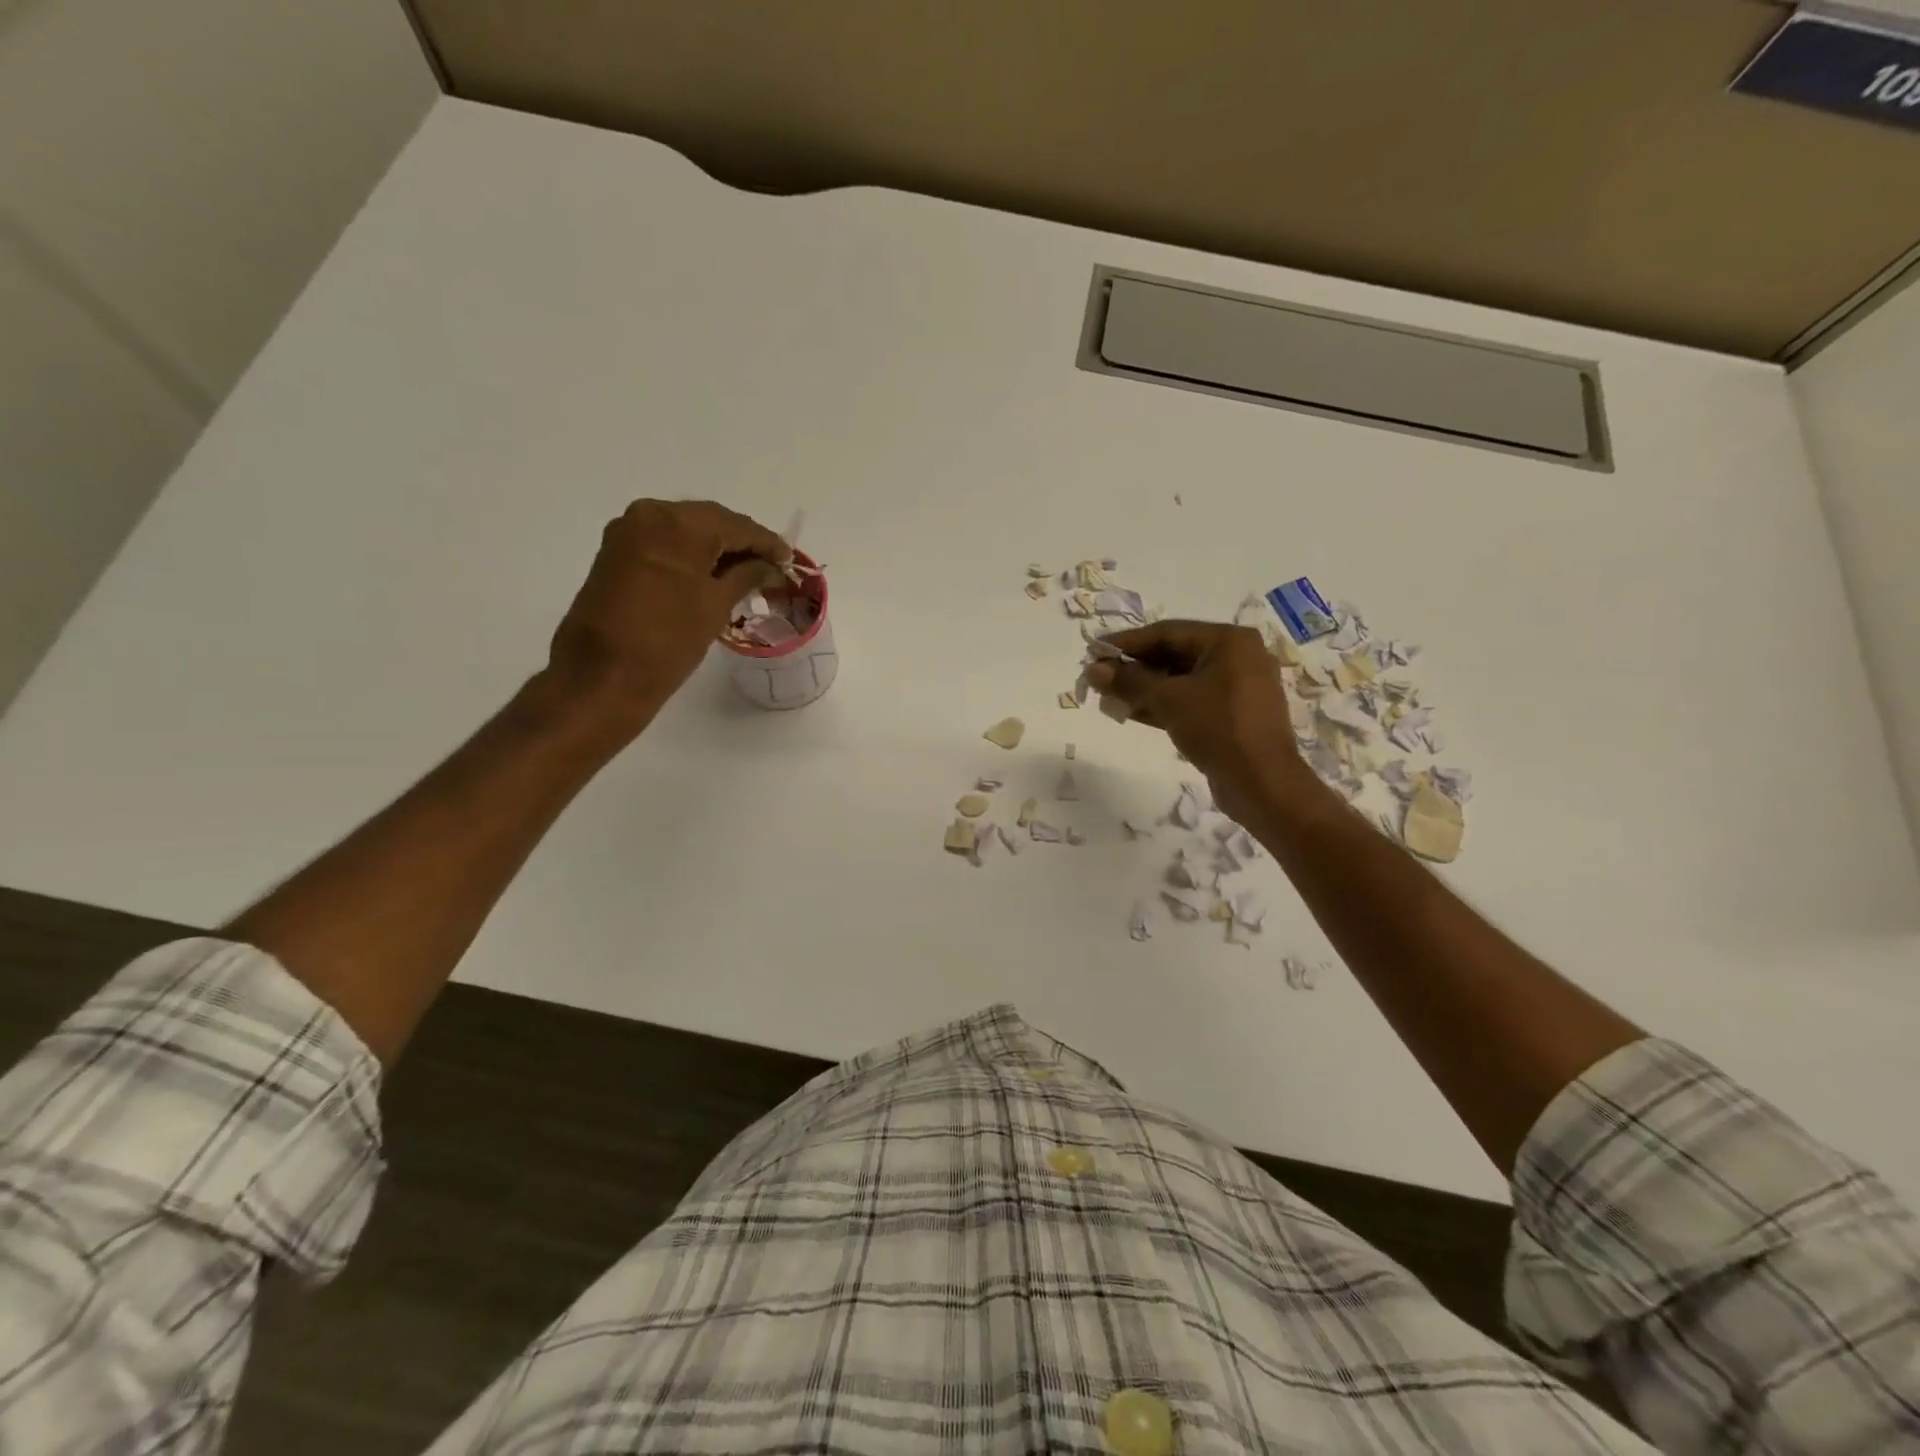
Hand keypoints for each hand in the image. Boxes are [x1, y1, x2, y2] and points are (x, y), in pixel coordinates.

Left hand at [547, 499, 789, 724]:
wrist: (603, 677)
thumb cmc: (668, 640)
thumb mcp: (716, 605)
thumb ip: (747, 576)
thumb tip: (769, 567)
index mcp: (677, 522)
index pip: (736, 525)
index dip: (767, 543)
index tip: (789, 561)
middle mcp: (648, 515)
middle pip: (709, 522)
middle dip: (742, 544)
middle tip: (770, 568)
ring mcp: (627, 533)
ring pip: (685, 532)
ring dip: (716, 550)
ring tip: (746, 575)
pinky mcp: (616, 554)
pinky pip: (665, 545)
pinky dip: (691, 557)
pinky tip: (712, 577)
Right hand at [1085, 620, 1312, 822]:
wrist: (1262, 783)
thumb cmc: (1217, 728)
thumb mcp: (1168, 699)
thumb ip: (1129, 680)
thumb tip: (1092, 669)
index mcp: (1229, 640)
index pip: (1167, 632)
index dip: (1126, 642)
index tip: (1093, 651)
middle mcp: (1237, 657)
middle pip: (1174, 654)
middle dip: (1133, 668)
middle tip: (1098, 677)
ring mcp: (1237, 687)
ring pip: (1181, 680)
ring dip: (1143, 688)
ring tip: (1107, 697)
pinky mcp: (1232, 715)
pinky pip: (1191, 700)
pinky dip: (1162, 705)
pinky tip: (1130, 712)